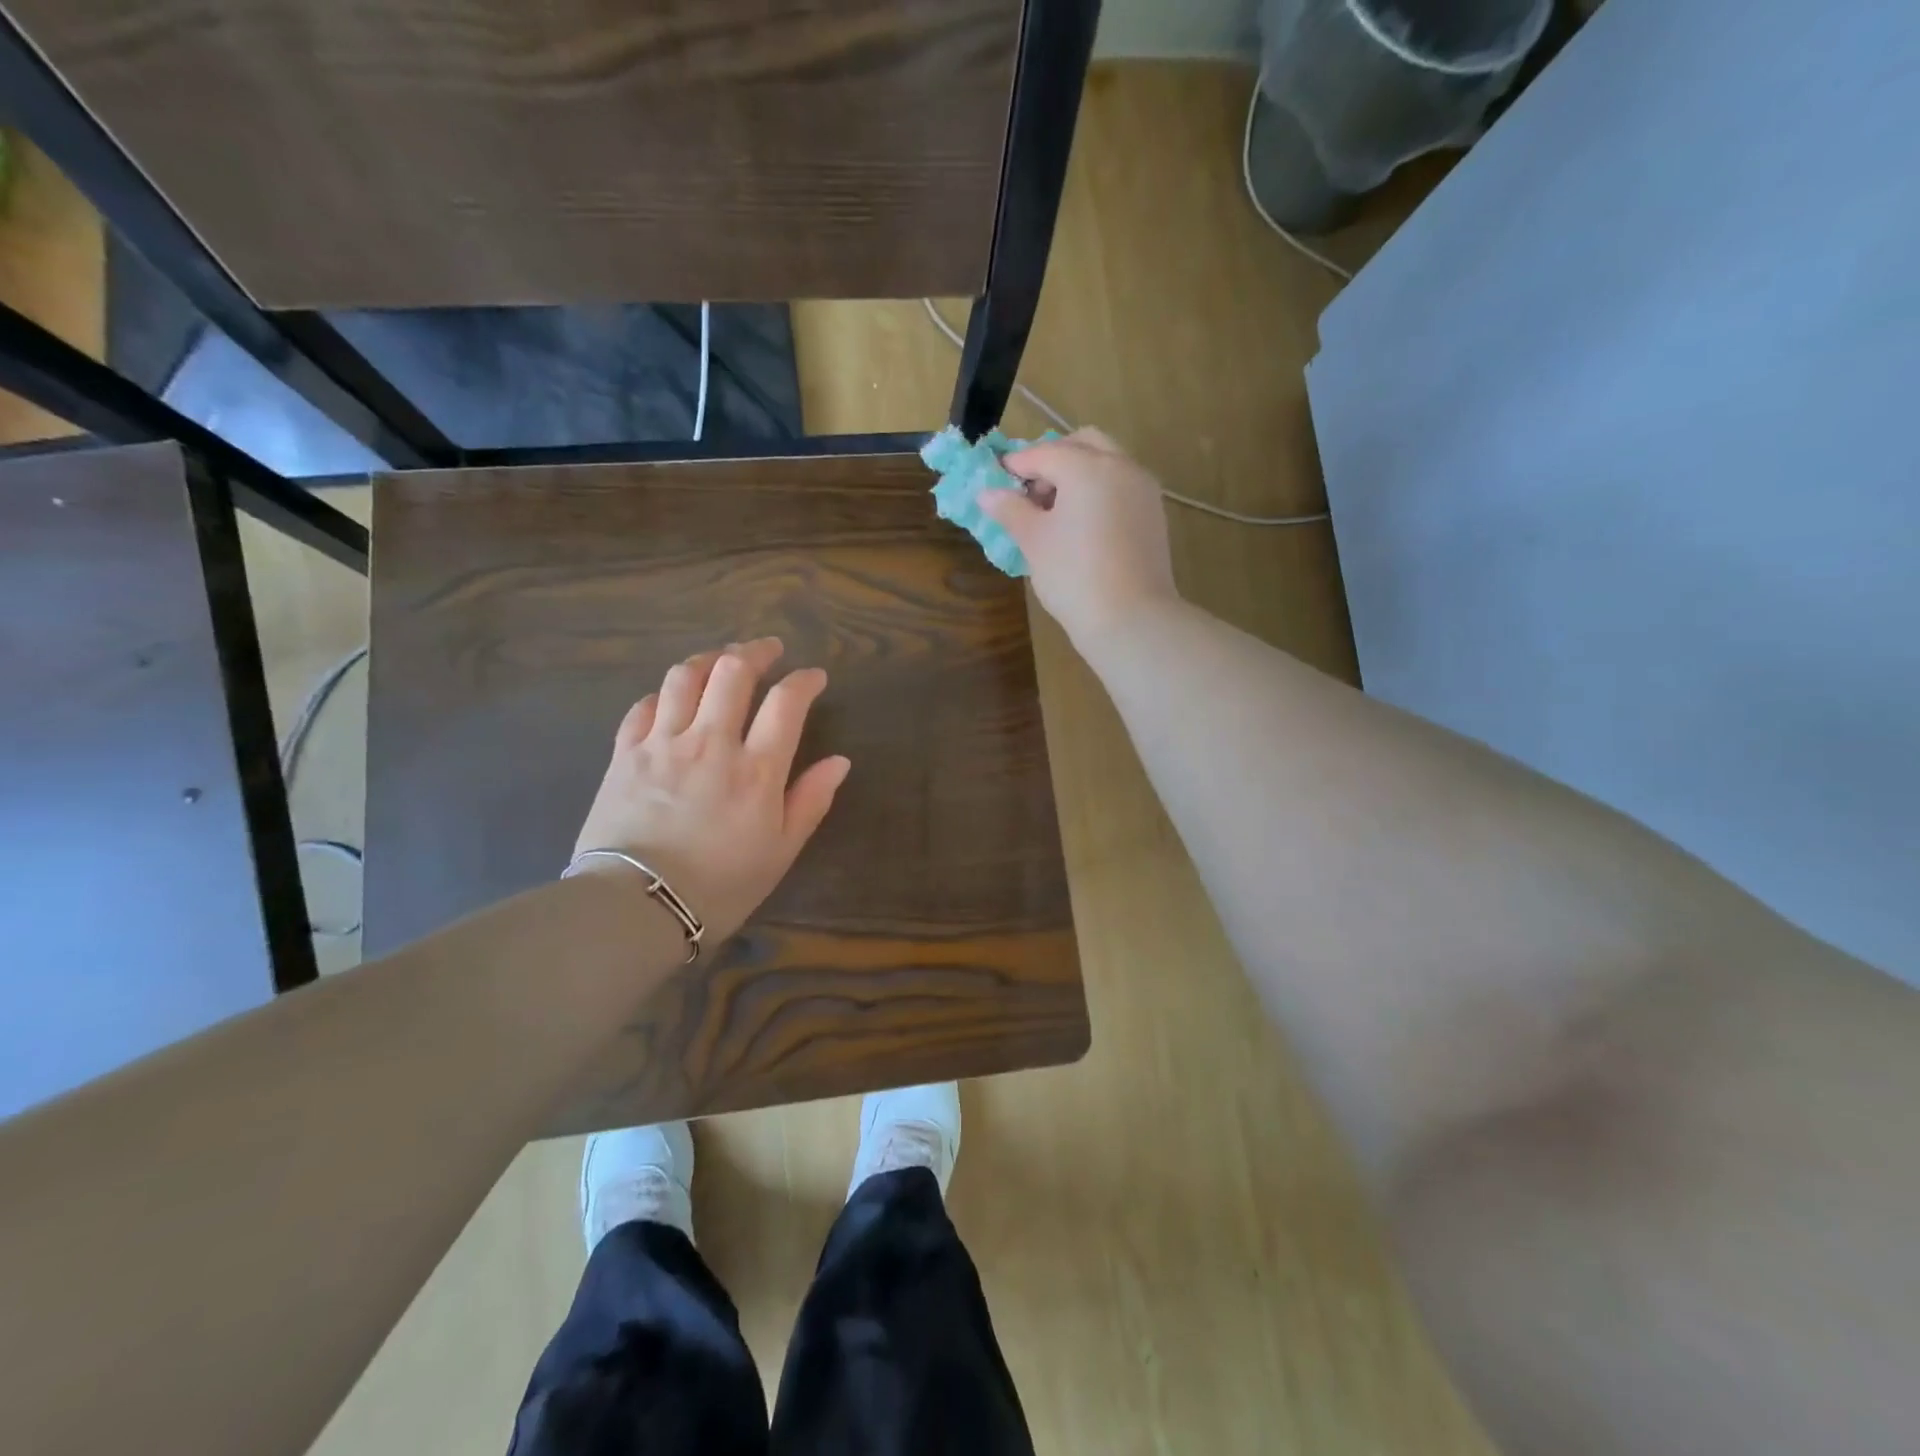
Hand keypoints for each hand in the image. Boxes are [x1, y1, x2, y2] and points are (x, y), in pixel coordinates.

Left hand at [573, 638, 850, 944]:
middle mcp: (711, 743)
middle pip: (733, 672)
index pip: (786, 702)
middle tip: (768, 651)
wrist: (635, 908)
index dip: (804, 680)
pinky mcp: (625, 754)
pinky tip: (671, 698)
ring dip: (708, 660)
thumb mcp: (780, 851)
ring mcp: (663, 744)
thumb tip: (839, 762)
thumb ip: (810, 801)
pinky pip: (643, 706)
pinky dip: (663, 694)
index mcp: (756, 769)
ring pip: (685, 677)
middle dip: (756, 652)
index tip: (814, 677)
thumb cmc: (720, 886)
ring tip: (721, 660)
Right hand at [979, 428, 1179, 645]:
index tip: (996, 480)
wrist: (1130, 618)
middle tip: (1030, 490)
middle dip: (1053, 458)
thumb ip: (1011, 510)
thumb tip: (987, 493)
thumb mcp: (1034, 541)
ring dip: (1078, 472)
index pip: (1044, 453)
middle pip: (1083, 443)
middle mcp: (1121, 466)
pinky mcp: (1154, 513)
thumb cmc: (1073, 576)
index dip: (1016, 465)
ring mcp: (1143, 489)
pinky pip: (1121, 486)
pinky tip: (1081, 523)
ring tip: (1054, 510)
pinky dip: (1099, 490)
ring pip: (1107, 462)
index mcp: (1088, 466)